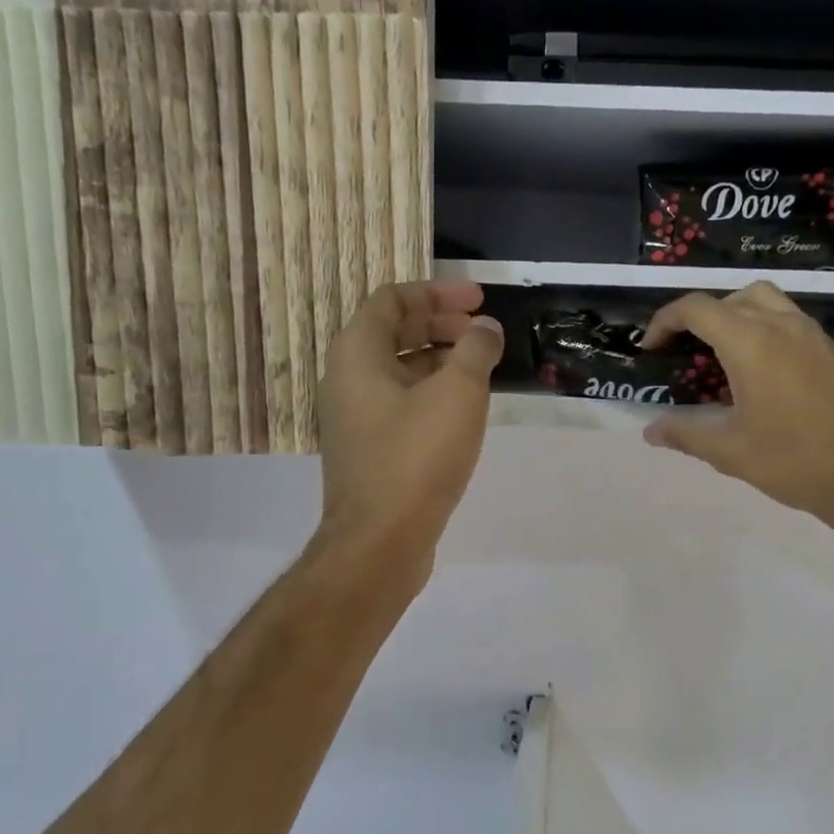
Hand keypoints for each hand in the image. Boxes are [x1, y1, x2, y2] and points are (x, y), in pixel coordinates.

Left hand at [316, 281, 504, 572]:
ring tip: (482, 371)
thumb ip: (475, 351)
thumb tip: (485, 330)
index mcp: (357, 354)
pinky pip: (401, 406)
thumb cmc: (417, 457)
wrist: (381, 541)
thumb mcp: (457, 394)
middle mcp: (347, 380)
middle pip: (394, 333)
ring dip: (441, 362)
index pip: (392, 299)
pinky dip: (432, 395)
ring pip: (400, 373)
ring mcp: (355, 419)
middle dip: (442, 325)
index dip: (438, 292)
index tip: (480, 301)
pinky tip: (464, 413)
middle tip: (484, 335)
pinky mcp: (370, 451)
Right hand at [640, 283, 833, 534]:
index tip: (651, 349)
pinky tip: (760, 374)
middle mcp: (783, 325)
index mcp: (751, 342)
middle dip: (700, 318)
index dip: (665, 321)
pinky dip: (765, 330)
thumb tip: (651, 431)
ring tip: (722, 357)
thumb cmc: (792, 461)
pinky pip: (790, 321)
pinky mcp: (833, 352)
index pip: (697, 309)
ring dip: (736, 316)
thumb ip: (684, 434)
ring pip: (766, 302)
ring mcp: (813, 335)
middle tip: (685, 352)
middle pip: (732, 298)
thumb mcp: (728, 451)